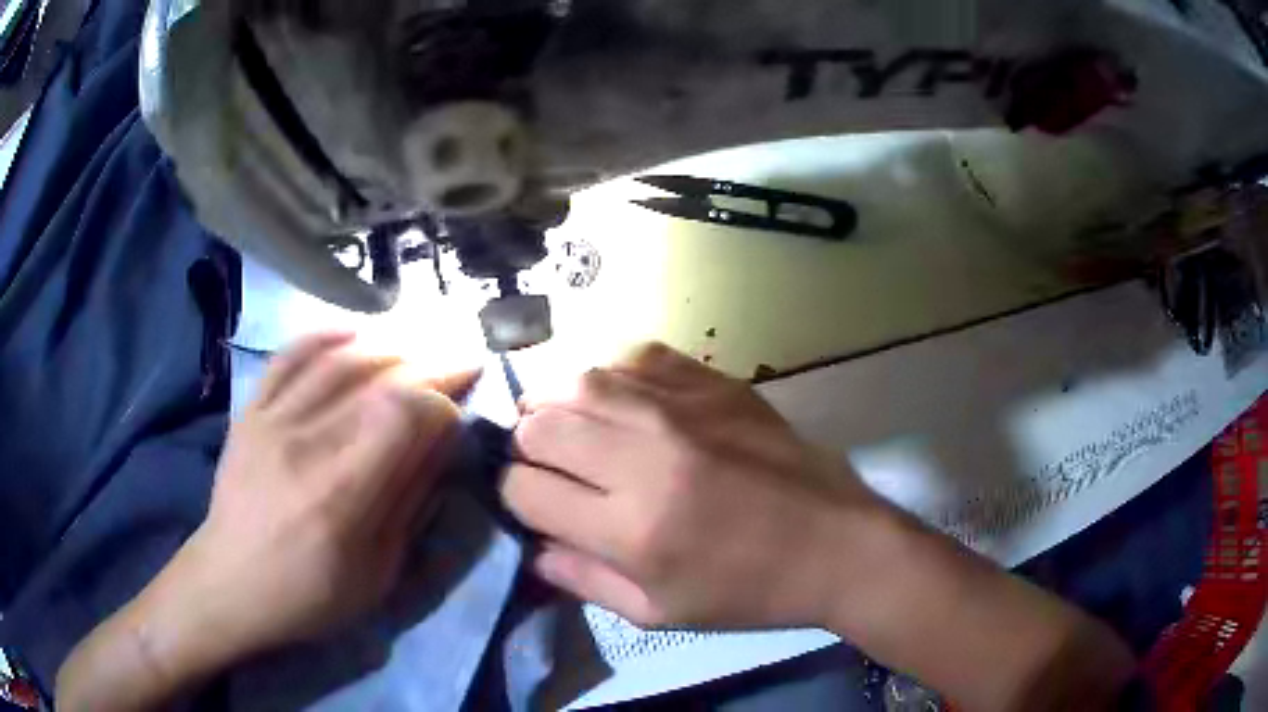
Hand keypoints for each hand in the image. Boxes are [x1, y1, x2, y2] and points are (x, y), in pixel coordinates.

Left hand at [175, 333, 475, 653]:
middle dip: (430, 366)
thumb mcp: (377, 572)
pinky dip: (325, 337)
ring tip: (417, 352)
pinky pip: (289, 356)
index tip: (456, 414)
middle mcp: (305, 442)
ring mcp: (272, 419)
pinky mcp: (251, 411)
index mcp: (340, 493)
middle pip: (376, 378)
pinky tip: (355, 335)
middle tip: (460, 363)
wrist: (231, 583)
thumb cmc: (309, 594)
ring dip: (388, 348)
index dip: (440, 402)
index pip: (402, 412)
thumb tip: (441, 444)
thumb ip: (410, 502)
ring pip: (338, 360)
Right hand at [500, 343, 885, 628]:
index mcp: (631, 529)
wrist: (837, 543)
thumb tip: (531, 547)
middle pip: (539, 425)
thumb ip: (584, 580)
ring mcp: (682, 410)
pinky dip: (614, 377)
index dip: (516, 497)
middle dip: (527, 447)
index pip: (525, 489)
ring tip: (572, 427)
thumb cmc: (749, 591)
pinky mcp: (713, 383)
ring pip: (578, 381)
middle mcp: (645, 458)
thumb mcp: (660, 613)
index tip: (534, 504)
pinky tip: (625, 403)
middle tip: (549, 466)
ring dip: (560, 405)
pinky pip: (636, 356)